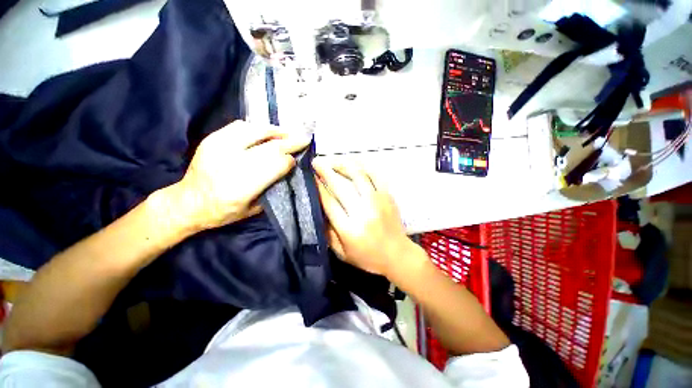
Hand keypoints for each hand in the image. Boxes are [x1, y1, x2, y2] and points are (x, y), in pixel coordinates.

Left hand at [171, 121, 309, 231]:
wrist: (187, 202)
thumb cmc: (223, 211)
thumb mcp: (253, 209)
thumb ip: (272, 188)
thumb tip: (288, 169)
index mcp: (241, 188)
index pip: (275, 166)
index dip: (289, 161)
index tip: (297, 160)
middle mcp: (230, 164)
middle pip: (269, 148)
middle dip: (290, 142)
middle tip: (304, 139)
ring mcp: (218, 148)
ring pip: (256, 131)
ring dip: (276, 131)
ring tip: (289, 133)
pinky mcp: (212, 139)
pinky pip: (240, 126)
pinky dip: (257, 128)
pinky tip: (266, 132)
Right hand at [313, 157, 412, 276]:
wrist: (398, 255)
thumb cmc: (368, 257)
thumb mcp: (342, 253)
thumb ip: (328, 233)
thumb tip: (318, 210)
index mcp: (350, 229)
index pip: (329, 202)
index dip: (318, 188)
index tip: (310, 177)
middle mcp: (363, 212)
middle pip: (341, 186)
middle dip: (326, 171)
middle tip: (316, 162)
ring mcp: (377, 201)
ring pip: (358, 176)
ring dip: (343, 165)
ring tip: (332, 160)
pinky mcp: (387, 196)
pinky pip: (375, 175)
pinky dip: (363, 167)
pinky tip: (353, 164)